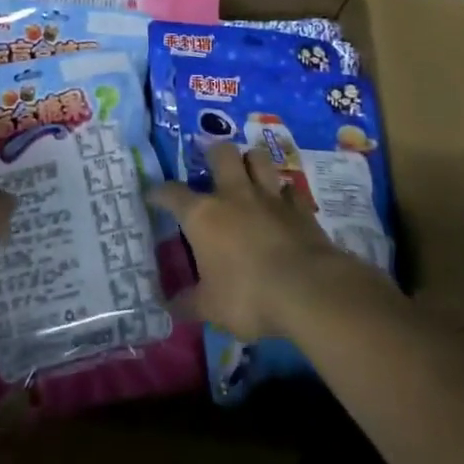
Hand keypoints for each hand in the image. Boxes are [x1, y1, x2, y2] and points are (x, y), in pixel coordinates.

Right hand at [149, 142, 374, 342]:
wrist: (309, 290)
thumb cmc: (249, 296)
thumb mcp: (211, 309)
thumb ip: (188, 304)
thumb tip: (167, 306)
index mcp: (203, 215)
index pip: (173, 193)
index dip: (160, 192)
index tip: (154, 194)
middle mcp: (234, 195)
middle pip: (221, 154)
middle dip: (214, 155)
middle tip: (212, 169)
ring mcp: (269, 197)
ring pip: (258, 159)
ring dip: (251, 163)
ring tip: (248, 174)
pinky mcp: (300, 208)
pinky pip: (289, 189)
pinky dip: (284, 194)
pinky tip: (282, 205)